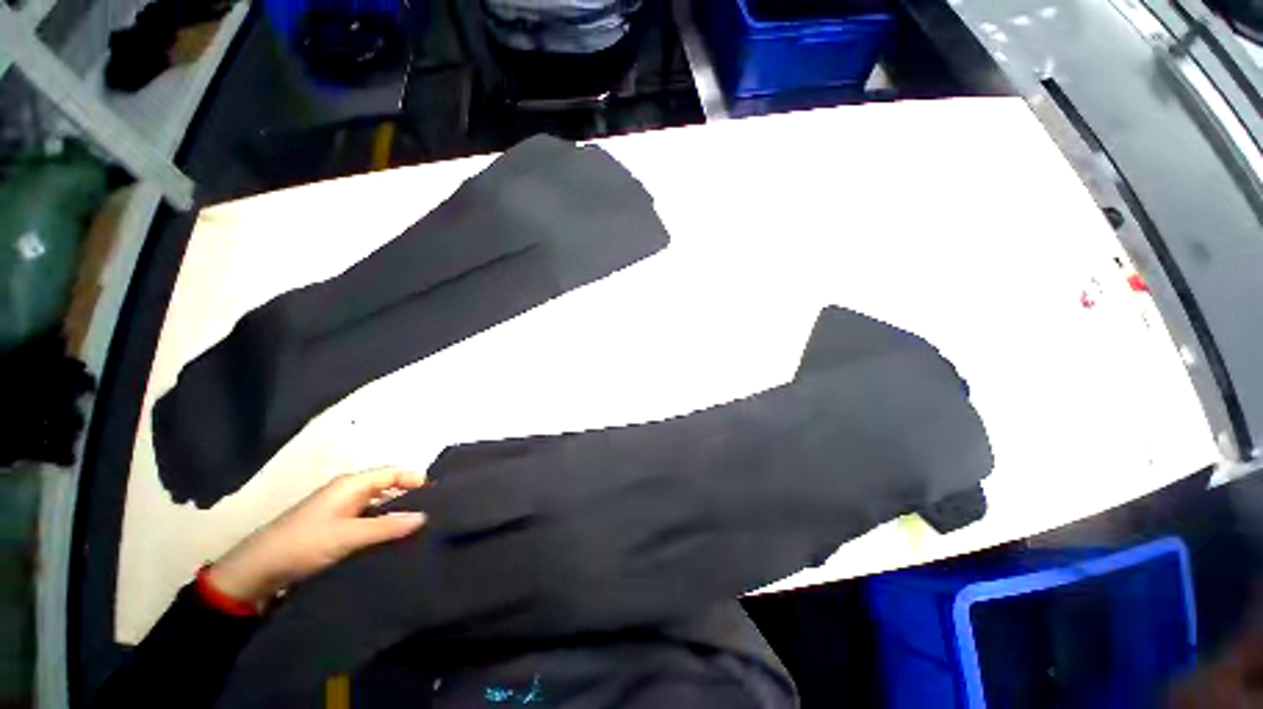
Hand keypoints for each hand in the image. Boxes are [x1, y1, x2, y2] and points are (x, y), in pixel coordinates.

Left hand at [207, 468, 426, 605]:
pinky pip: (368, 522)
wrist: (257, 571)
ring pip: (378, 507)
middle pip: (387, 488)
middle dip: (410, 497)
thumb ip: (387, 526)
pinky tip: (394, 541)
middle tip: (435, 512)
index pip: (392, 473)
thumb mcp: (348, 536)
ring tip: (420, 528)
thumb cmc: (304, 544)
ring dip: (396, 515)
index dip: (415, 479)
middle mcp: (348, 493)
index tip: (439, 493)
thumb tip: (424, 516)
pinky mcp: (335, 529)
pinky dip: (382, 528)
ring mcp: (340, 512)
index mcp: (351, 485)